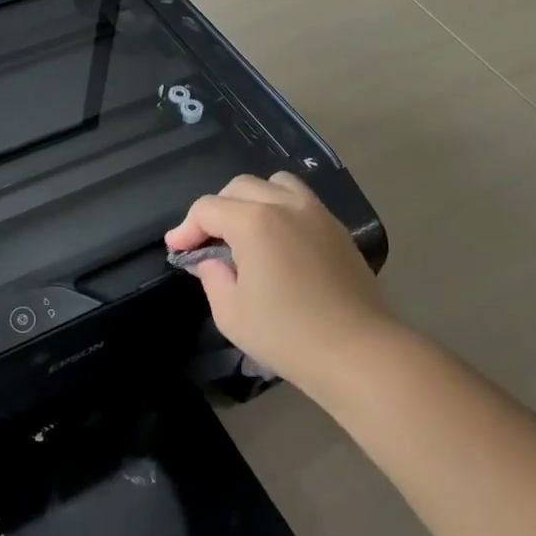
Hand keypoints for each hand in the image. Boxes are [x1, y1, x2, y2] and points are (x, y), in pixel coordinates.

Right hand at [165, 172, 403, 403]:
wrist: (359, 352)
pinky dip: (280, 208)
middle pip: (239, 187)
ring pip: (274, 183)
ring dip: (251, 200)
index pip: (208, 209)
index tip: (177, 249)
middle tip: (207, 242)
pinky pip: (301, 200)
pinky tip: (278, 240)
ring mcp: (316, 213)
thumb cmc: (288, 335)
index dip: (186, 227)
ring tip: (245, 231)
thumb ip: (212, 277)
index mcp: (254, 221)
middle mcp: (285, 205)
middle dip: (216, 210)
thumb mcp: (231, 313)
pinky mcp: (337, 228)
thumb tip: (210, 259)